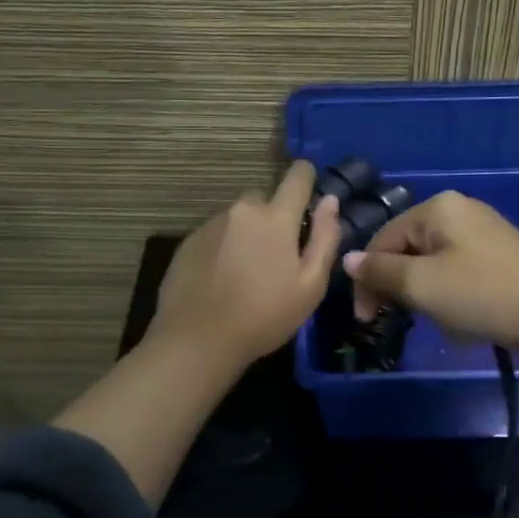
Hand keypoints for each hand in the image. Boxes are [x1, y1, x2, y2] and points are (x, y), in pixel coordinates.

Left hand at [152, 161, 340, 370]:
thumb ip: (325, 238)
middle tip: (277, 256)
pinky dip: (224, 247)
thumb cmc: (264, 316)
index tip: (310, 194)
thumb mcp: (310, 285)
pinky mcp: (188, 241)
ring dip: (247, 233)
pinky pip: (216, 233)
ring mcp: (211, 224)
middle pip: (265, 200)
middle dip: (274, 218)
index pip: (297, 177)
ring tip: (247, 272)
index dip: (307, 178)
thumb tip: (330, 201)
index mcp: (275, 217)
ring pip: (239, 218)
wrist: (197, 340)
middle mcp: (242, 210)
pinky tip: (223, 279)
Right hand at [342, 191, 518, 355]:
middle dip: (396, 286)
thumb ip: (379, 272)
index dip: (367, 280)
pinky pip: (454, 268)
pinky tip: (458, 315)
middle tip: (394, 321)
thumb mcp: (422, 286)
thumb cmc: (484, 295)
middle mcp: (457, 209)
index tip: (365, 319)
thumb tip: (346, 260)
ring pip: (429, 261)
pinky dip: (446, 292)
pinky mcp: (497, 252)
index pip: (382, 240)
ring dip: (421, 293)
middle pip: (405, 248)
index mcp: (436, 209)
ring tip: (430, 320)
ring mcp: (480, 229)